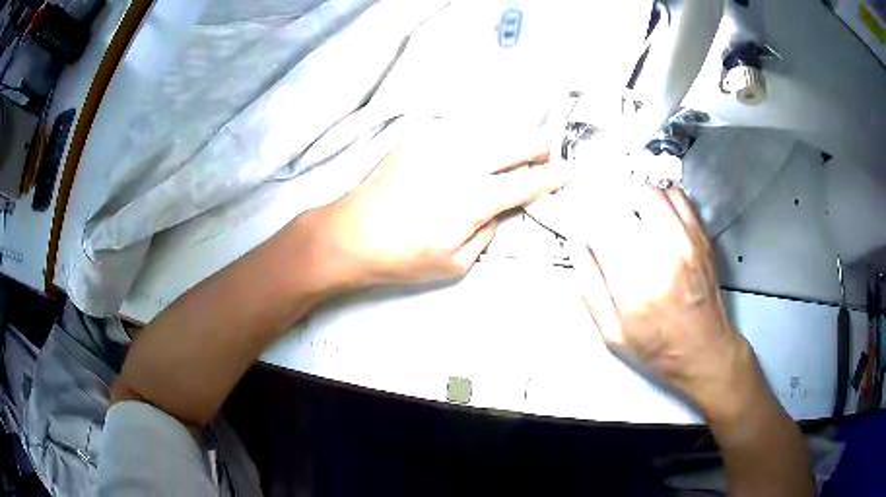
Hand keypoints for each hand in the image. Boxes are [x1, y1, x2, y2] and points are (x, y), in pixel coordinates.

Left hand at [311, 120, 567, 286]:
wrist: (351, 233)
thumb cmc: (402, 256)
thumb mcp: (456, 263)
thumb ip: (489, 232)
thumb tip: (502, 209)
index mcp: (473, 198)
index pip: (528, 181)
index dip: (554, 177)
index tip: (570, 173)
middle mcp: (461, 162)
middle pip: (518, 141)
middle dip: (539, 149)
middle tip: (540, 162)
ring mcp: (439, 144)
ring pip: (493, 130)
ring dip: (509, 142)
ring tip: (508, 158)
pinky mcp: (419, 138)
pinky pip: (463, 131)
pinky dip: (478, 140)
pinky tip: (471, 155)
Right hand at [573, 183, 752, 415]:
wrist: (707, 353)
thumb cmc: (659, 350)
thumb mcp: (614, 336)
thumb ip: (592, 292)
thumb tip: (577, 248)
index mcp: (636, 287)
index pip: (602, 228)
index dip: (583, 211)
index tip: (575, 208)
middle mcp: (663, 257)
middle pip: (625, 203)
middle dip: (605, 201)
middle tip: (601, 213)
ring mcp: (686, 244)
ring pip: (651, 193)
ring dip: (633, 198)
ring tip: (628, 213)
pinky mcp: (701, 238)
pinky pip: (678, 198)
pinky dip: (662, 197)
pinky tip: (655, 214)